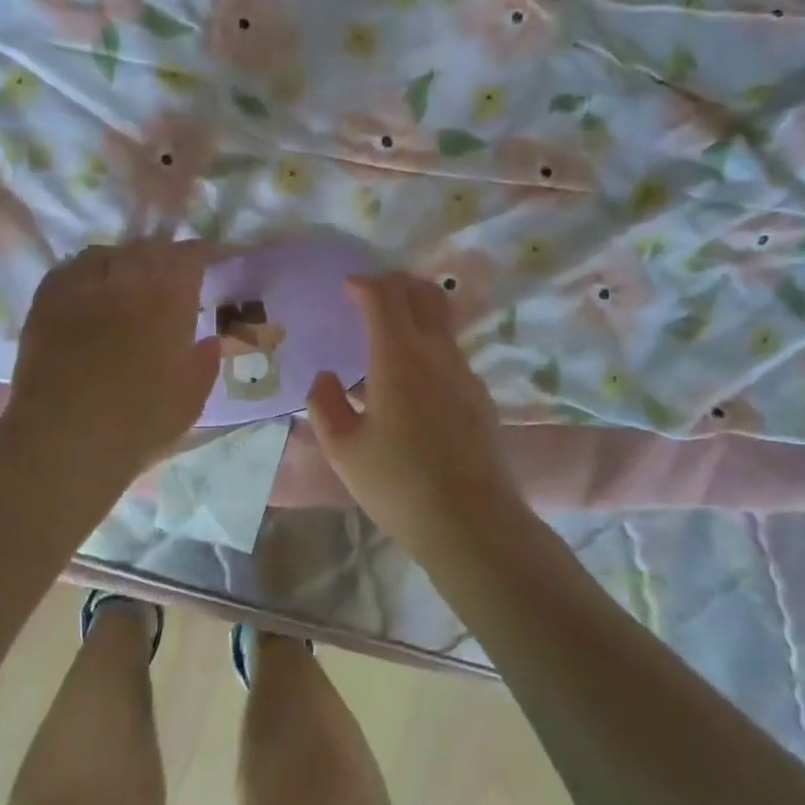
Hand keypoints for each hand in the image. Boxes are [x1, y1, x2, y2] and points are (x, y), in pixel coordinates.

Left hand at [4, 239, 219, 481]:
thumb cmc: (139, 422)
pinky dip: (86, 270)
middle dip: (163, 254)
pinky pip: (69, 269)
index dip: (201, 252)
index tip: (209, 258)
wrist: (66, 439)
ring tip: (128, 275)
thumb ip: (205, 363)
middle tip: (170, 270)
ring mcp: (83, 289)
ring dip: (124, 259)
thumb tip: (210, 340)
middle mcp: (127, 283)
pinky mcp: (47, 303)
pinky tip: (89, 286)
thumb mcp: (190, 399)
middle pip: (148, 248)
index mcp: (168, 301)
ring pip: (107, 253)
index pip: (188, 256)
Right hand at [305, 272, 525, 551]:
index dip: (363, 283)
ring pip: (442, 321)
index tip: (346, 287)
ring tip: (387, 335)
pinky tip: (411, 380)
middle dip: (395, 283)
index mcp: (398, 356)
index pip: (383, 296)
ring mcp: (464, 373)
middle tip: (369, 294)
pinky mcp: (479, 396)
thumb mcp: (343, 450)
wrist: (471, 522)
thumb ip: (325, 405)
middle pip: (423, 293)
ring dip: (414, 312)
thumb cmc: (398, 484)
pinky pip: (450, 352)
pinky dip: (428, 344)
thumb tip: (326, 378)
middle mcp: (436, 353)